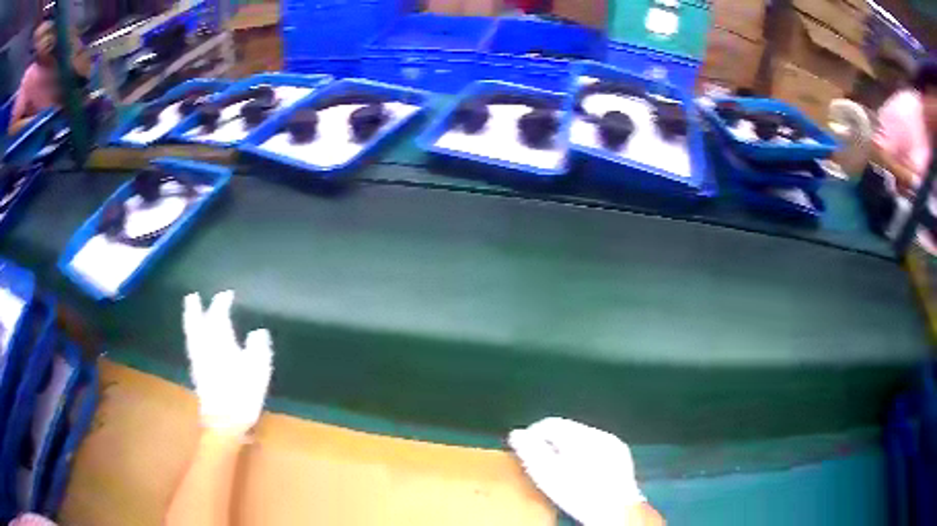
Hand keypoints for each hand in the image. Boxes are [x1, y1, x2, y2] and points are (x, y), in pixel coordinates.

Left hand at [182, 291, 272, 436]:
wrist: (224, 421)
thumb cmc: (243, 393)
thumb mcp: (258, 370)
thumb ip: (258, 347)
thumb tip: (258, 331)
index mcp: (220, 341)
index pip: (218, 316)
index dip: (221, 303)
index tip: (227, 295)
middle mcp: (205, 346)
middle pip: (197, 322)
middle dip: (195, 308)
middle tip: (193, 296)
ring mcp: (198, 359)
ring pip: (191, 334)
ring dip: (190, 320)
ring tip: (190, 311)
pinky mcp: (196, 372)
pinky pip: (191, 345)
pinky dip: (192, 335)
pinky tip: (194, 337)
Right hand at [509, 418, 644, 525]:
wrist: (615, 512)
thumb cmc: (579, 495)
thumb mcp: (548, 475)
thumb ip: (530, 452)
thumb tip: (516, 434)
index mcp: (581, 436)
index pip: (549, 423)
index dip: (532, 435)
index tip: (523, 450)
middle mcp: (599, 434)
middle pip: (566, 430)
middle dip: (550, 444)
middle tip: (538, 462)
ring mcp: (613, 444)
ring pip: (581, 439)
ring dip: (566, 450)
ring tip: (557, 470)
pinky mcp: (620, 455)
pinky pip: (595, 448)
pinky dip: (583, 456)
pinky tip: (578, 473)